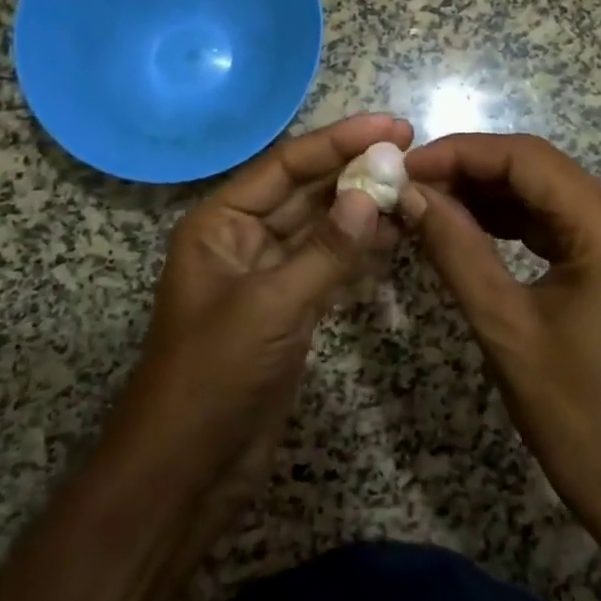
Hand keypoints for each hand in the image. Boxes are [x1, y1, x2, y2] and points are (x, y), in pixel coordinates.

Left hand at [109, 113, 412, 503]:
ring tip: (414, 189)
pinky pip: (329, 264)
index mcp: (221, 222)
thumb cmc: (213, 376)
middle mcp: (243, 238)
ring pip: (322, 227)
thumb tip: (371, 195)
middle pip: (306, 190)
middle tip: (413, 152)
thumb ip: (326, 250)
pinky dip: (360, 251)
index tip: (392, 127)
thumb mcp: (271, 307)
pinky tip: (397, 236)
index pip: (287, 165)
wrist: (186, 472)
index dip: (340, 141)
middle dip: (355, 170)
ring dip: (363, 208)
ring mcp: (268, 274)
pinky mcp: (289, 308)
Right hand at [402, 132, 600, 600]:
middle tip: (409, 181)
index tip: (407, 164)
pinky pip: (551, 220)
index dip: (463, 153)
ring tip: (426, 198)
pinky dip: (506, 217)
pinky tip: (462, 221)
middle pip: (537, 168)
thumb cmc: (570, 410)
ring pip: (542, 190)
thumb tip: (410, 194)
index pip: (528, 160)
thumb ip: (455, 249)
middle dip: (470, 169)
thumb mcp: (503, 325)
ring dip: (485, 191)